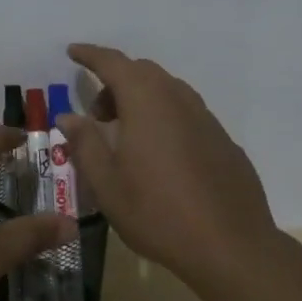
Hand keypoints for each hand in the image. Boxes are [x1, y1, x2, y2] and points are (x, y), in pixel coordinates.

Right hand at [61, 44, 279, 287]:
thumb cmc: (158, 213)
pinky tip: (161, 156)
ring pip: (167, 91)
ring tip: (126, 136)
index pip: (113, 63)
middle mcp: (177, 99)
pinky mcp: (224, 141)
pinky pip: (187, 114)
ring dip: (141, 99)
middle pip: (142, 72)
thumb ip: (85, 143)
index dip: (90, 55)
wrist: (232, 248)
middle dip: (115, 82)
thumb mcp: (107, 184)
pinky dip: (165, 118)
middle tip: (97, 115)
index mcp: (145, 101)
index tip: (73, 52)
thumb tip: (69, 116)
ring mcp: (206, 119)